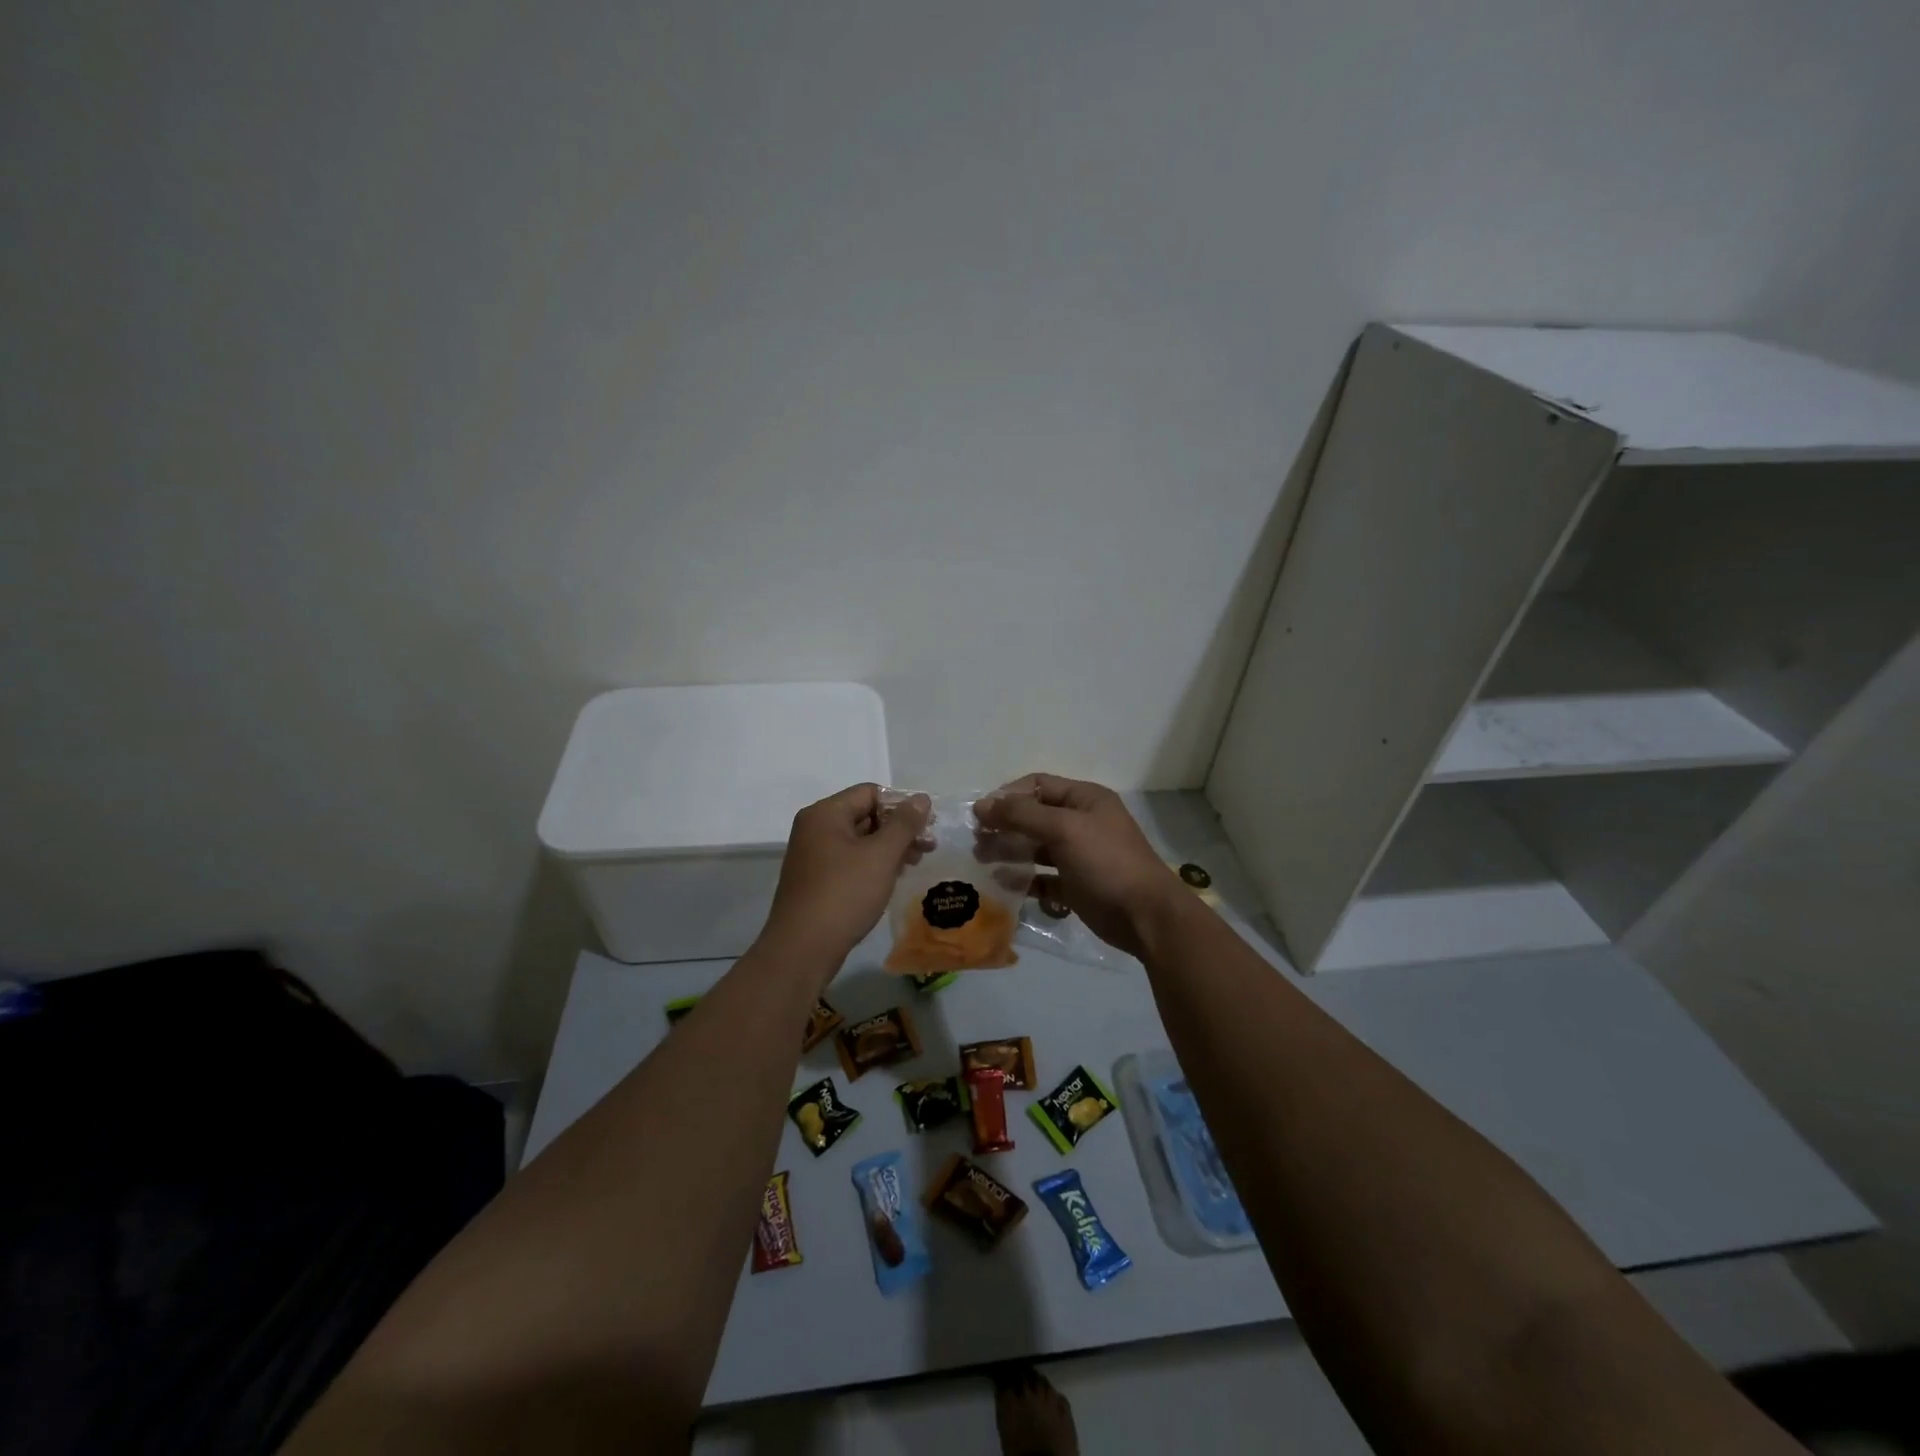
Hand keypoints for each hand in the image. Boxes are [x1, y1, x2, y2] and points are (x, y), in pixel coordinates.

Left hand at [761, 784, 929, 970]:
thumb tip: (921, 798)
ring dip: (889, 849)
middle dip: (898, 829)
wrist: (803, 949)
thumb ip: (904, 824)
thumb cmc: (844, 894)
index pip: (870, 792)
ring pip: (859, 841)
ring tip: (915, 864)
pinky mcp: (815, 881)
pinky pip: (849, 862)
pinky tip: (892, 880)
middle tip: (928, 847)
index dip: (901, 805)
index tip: (927, 826)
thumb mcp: (881, 855)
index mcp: (825, 814)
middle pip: (864, 815)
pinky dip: (872, 865)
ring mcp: (813, 856)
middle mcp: (814, 829)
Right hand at [976, 774, 1185, 959]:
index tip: (981, 815)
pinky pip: (1044, 878)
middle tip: (977, 841)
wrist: (1146, 916)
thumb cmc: (1106, 863)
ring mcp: (1080, 855)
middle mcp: (1082, 822)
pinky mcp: (1077, 886)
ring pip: (1037, 848)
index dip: (1008, 796)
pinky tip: (1005, 885)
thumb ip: (1021, 815)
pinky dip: (1025, 880)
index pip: (1038, 785)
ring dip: (1010, 852)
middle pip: (1035, 816)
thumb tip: (982, 805)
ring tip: (983, 861)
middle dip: (1005, 825)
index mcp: (1085, 799)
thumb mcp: (1064, 829)